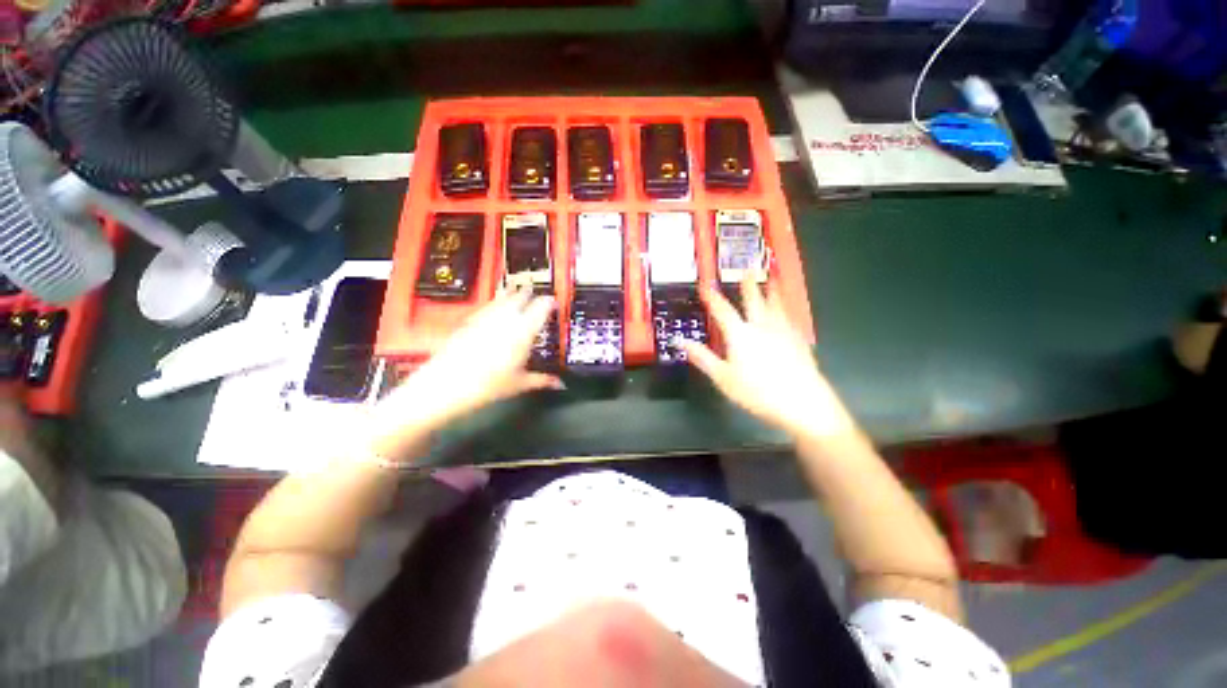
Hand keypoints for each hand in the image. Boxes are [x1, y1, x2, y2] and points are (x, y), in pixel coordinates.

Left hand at [368, 286, 562, 458]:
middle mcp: (504, 320)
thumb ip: (542, 380)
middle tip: (535, 292)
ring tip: (516, 290)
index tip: (554, 301)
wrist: (447, 384)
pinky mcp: (469, 322)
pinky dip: (493, 303)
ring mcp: (485, 319)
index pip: (540, 309)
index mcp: (522, 332)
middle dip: (529, 293)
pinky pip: (486, 307)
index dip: (549, 302)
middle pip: (519, 297)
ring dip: (511, 294)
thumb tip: (559, 384)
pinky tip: (493, 307)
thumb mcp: (519, 384)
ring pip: (501, 299)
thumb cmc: (487, 385)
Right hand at [682, 277, 857, 441]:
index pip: (722, 311)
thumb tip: (679, 341)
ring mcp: (783, 332)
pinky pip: (790, 318)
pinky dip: (786, 310)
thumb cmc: (757, 391)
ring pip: (776, 305)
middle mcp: (762, 327)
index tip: (704, 285)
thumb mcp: (722, 377)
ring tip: (772, 279)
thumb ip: (702, 357)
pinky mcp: (799, 341)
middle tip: (747, 270)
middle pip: (754, 301)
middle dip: (748, 285)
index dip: (712, 298)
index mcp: (740, 334)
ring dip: (771, 291)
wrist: (802, 402)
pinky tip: (787, 312)